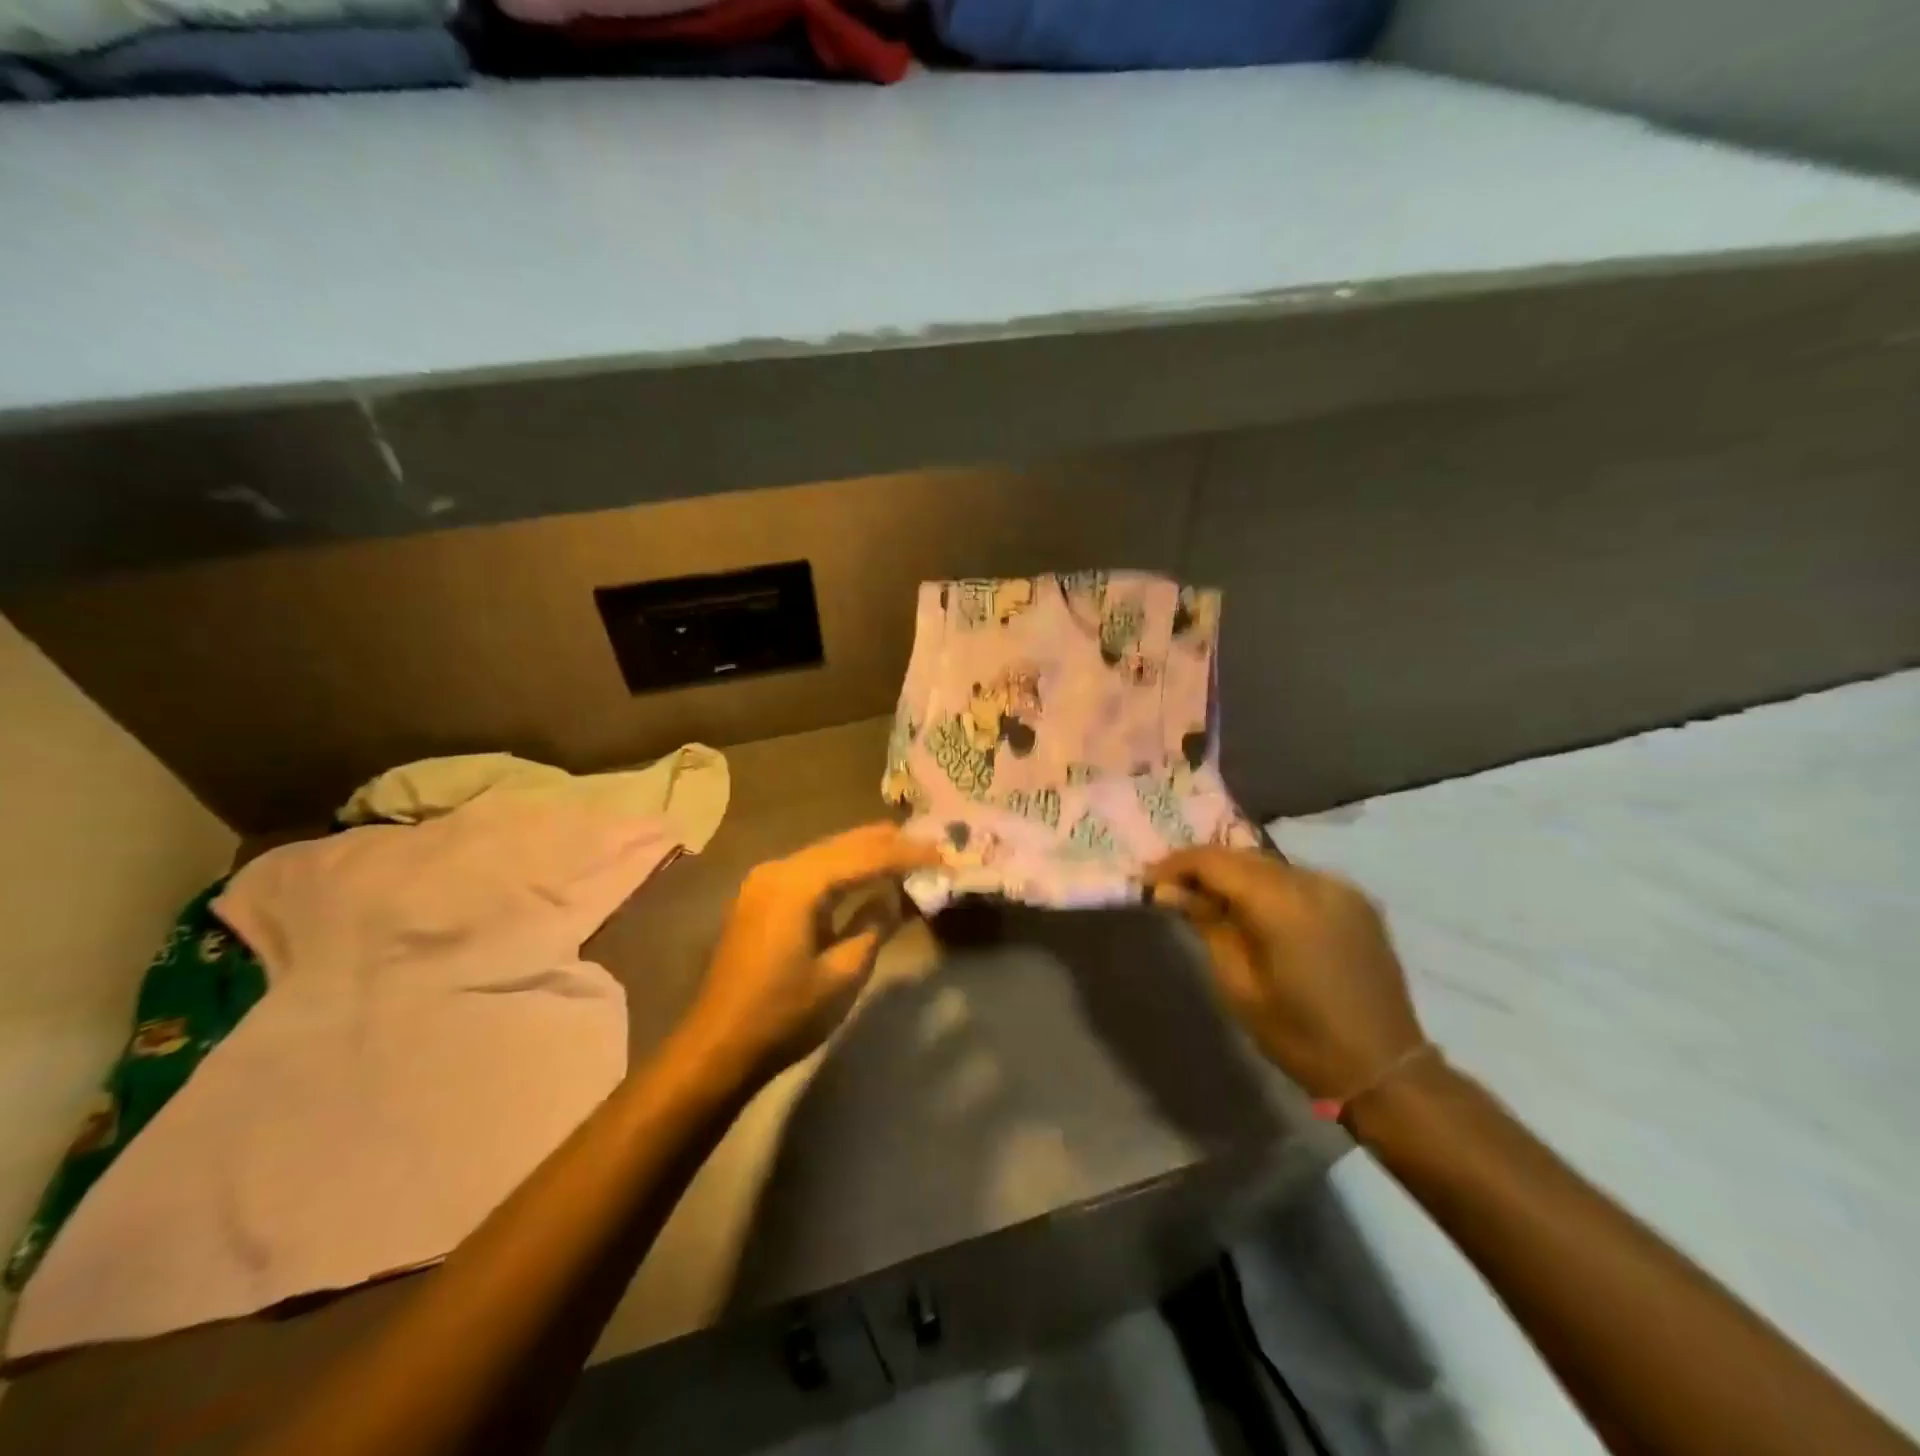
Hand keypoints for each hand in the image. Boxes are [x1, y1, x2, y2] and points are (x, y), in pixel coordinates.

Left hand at [680, 823, 940, 1082]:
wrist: (718, 1048)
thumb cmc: (785, 1014)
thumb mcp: (843, 973)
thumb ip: (874, 925)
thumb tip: (895, 897)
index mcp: (798, 883)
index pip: (865, 856)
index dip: (908, 855)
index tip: (945, 855)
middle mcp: (779, 869)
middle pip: (844, 844)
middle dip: (889, 843)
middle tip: (933, 843)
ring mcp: (765, 882)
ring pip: (827, 853)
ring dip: (867, 852)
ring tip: (909, 850)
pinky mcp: (761, 898)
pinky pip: (812, 870)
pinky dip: (844, 868)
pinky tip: (867, 872)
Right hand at [1145, 848, 1425, 1099]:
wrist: (1385, 1068)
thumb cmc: (1300, 1034)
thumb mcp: (1238, 984)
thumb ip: (1206, 924)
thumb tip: (1169, 891)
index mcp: (1282, 903)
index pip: (1214, 861)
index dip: (1175, 866)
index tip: (1148, 882)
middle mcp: (1313, 881)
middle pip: (1242, 856)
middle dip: (1203, 868)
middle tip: (1171, 889)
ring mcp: (1341, 887)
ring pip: (1270, 865)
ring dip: (1235, 875)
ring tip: (1208, 899)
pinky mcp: (1356, 900)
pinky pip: (1298, 879)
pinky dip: (1268, 886)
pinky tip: (1255, 910)